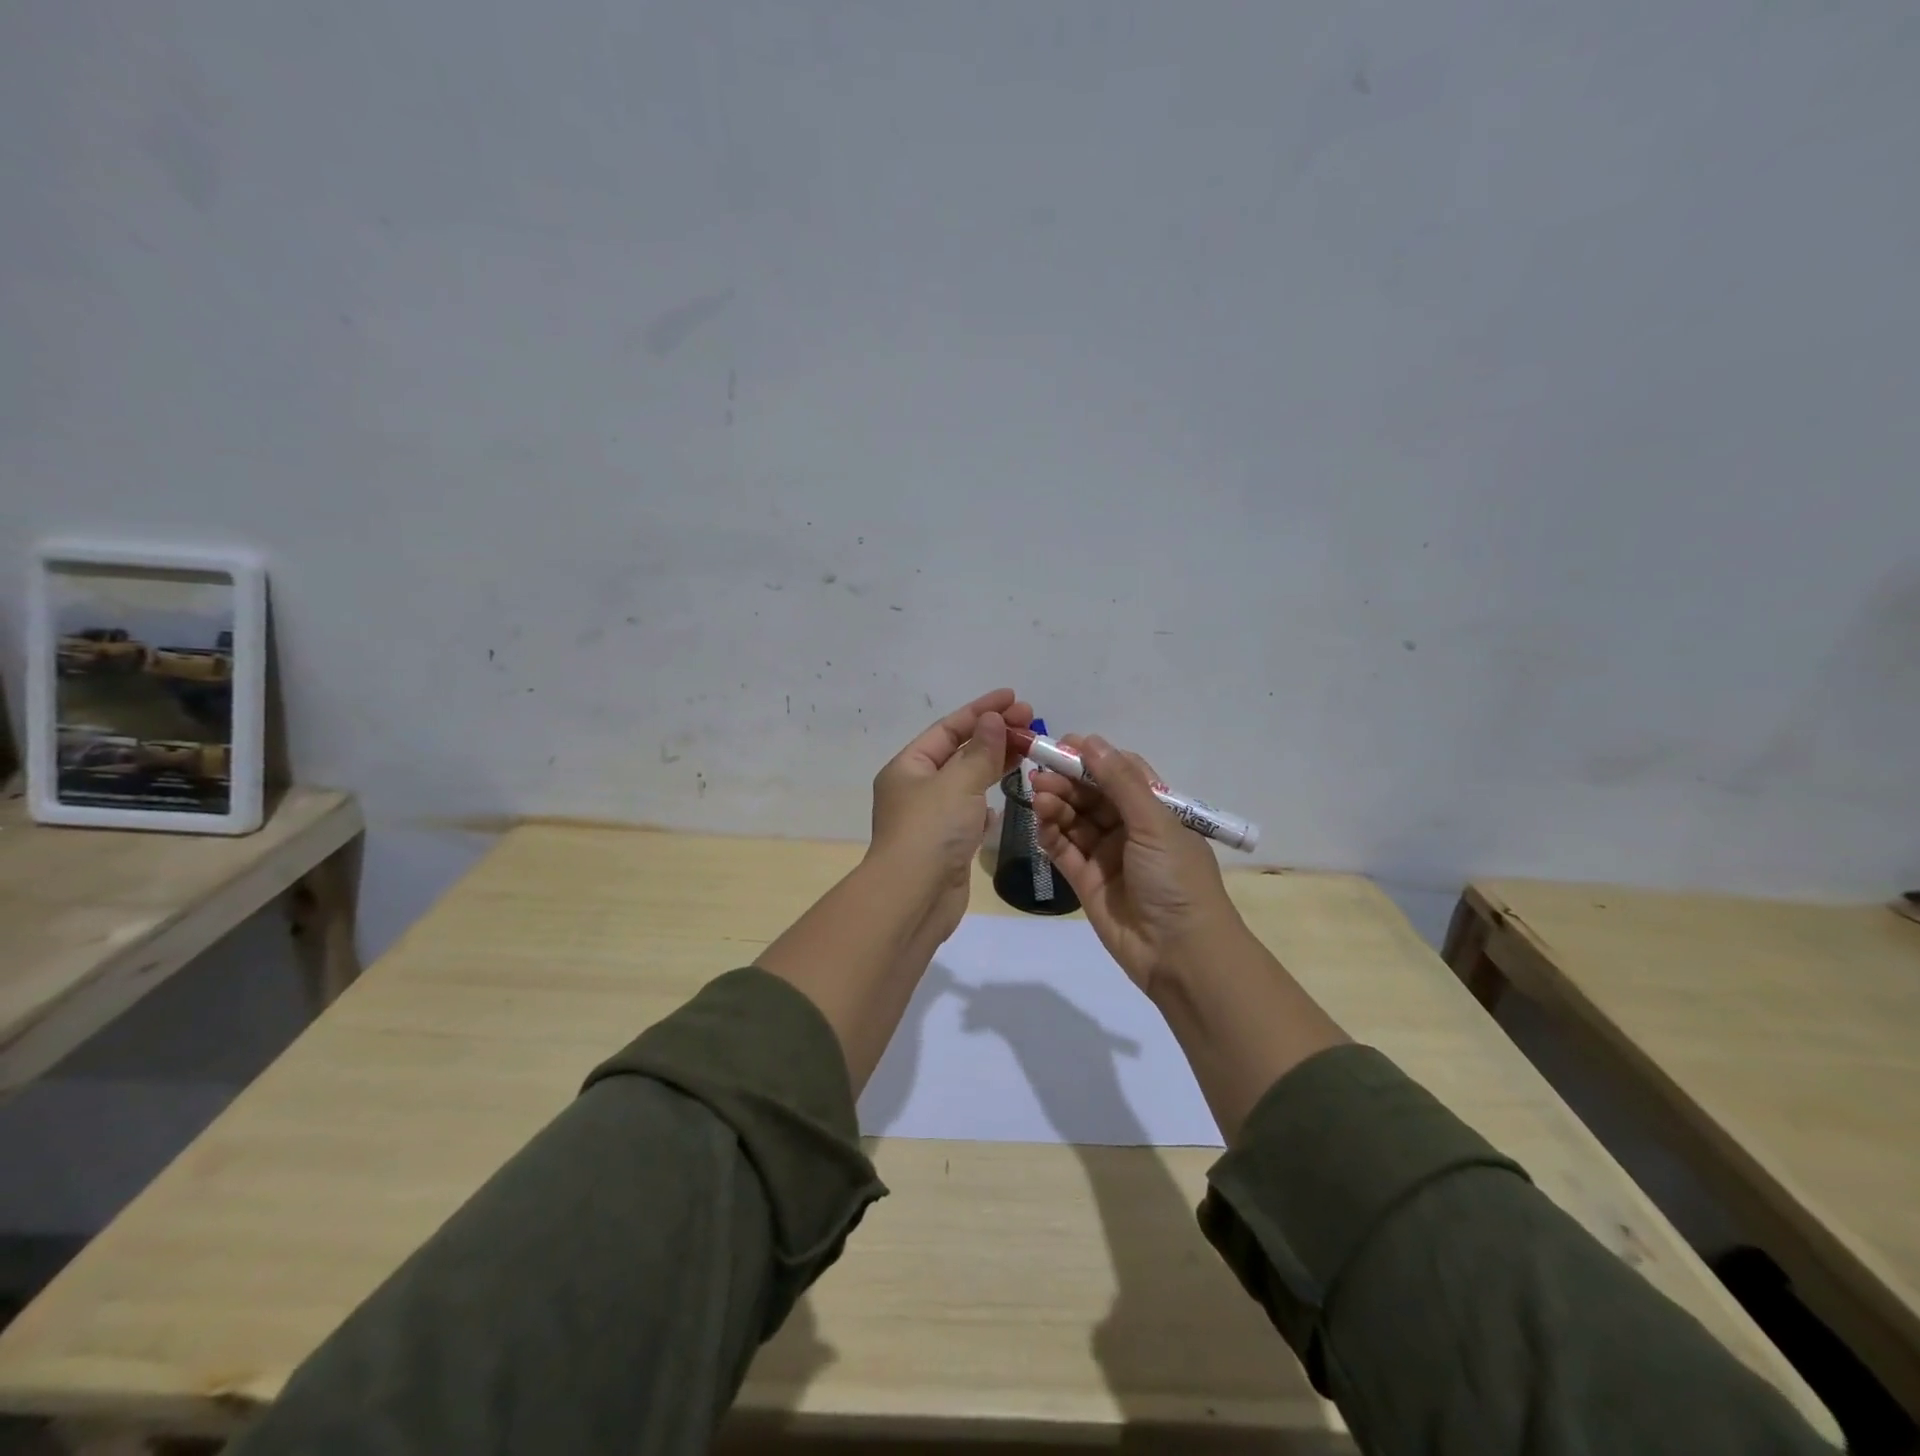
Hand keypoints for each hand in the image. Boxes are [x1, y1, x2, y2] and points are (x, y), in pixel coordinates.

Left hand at [869, 689, 1032, 940]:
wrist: (914, 899)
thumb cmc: (932, 832)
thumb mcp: (958, 783)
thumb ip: (980, 751)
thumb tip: (993, 719)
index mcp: (908, 767)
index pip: (949, 728)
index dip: (981, 710)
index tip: (1014, 698)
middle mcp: (917, 789)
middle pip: (960, 753)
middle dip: (994, 735)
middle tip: (1032, 722)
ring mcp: (932, 818)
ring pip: (967, 782)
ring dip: (995, 765)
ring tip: (1028, 751)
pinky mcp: (947, 844)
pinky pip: (969, 812)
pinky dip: (986, 802)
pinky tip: (1003, 799)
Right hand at [1032, 735, 1242, 994]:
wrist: (1180, 955)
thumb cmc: (1176, 880)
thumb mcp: (1154, 824)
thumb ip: (1120, 783)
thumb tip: (1092, 742)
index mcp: (1156, 811)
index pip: (1121, 773)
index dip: (1093, 758)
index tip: (1063, 744)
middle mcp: (1131, 829)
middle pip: (1092, 796)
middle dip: (1067, 782)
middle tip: (1039, 775)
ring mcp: (1107, 856)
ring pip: (1075, 821)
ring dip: (1056, 806)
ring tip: (1038, 797)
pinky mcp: (1087, 882)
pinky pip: (1064, 851)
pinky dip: (1050, 836)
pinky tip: (1040, 824)